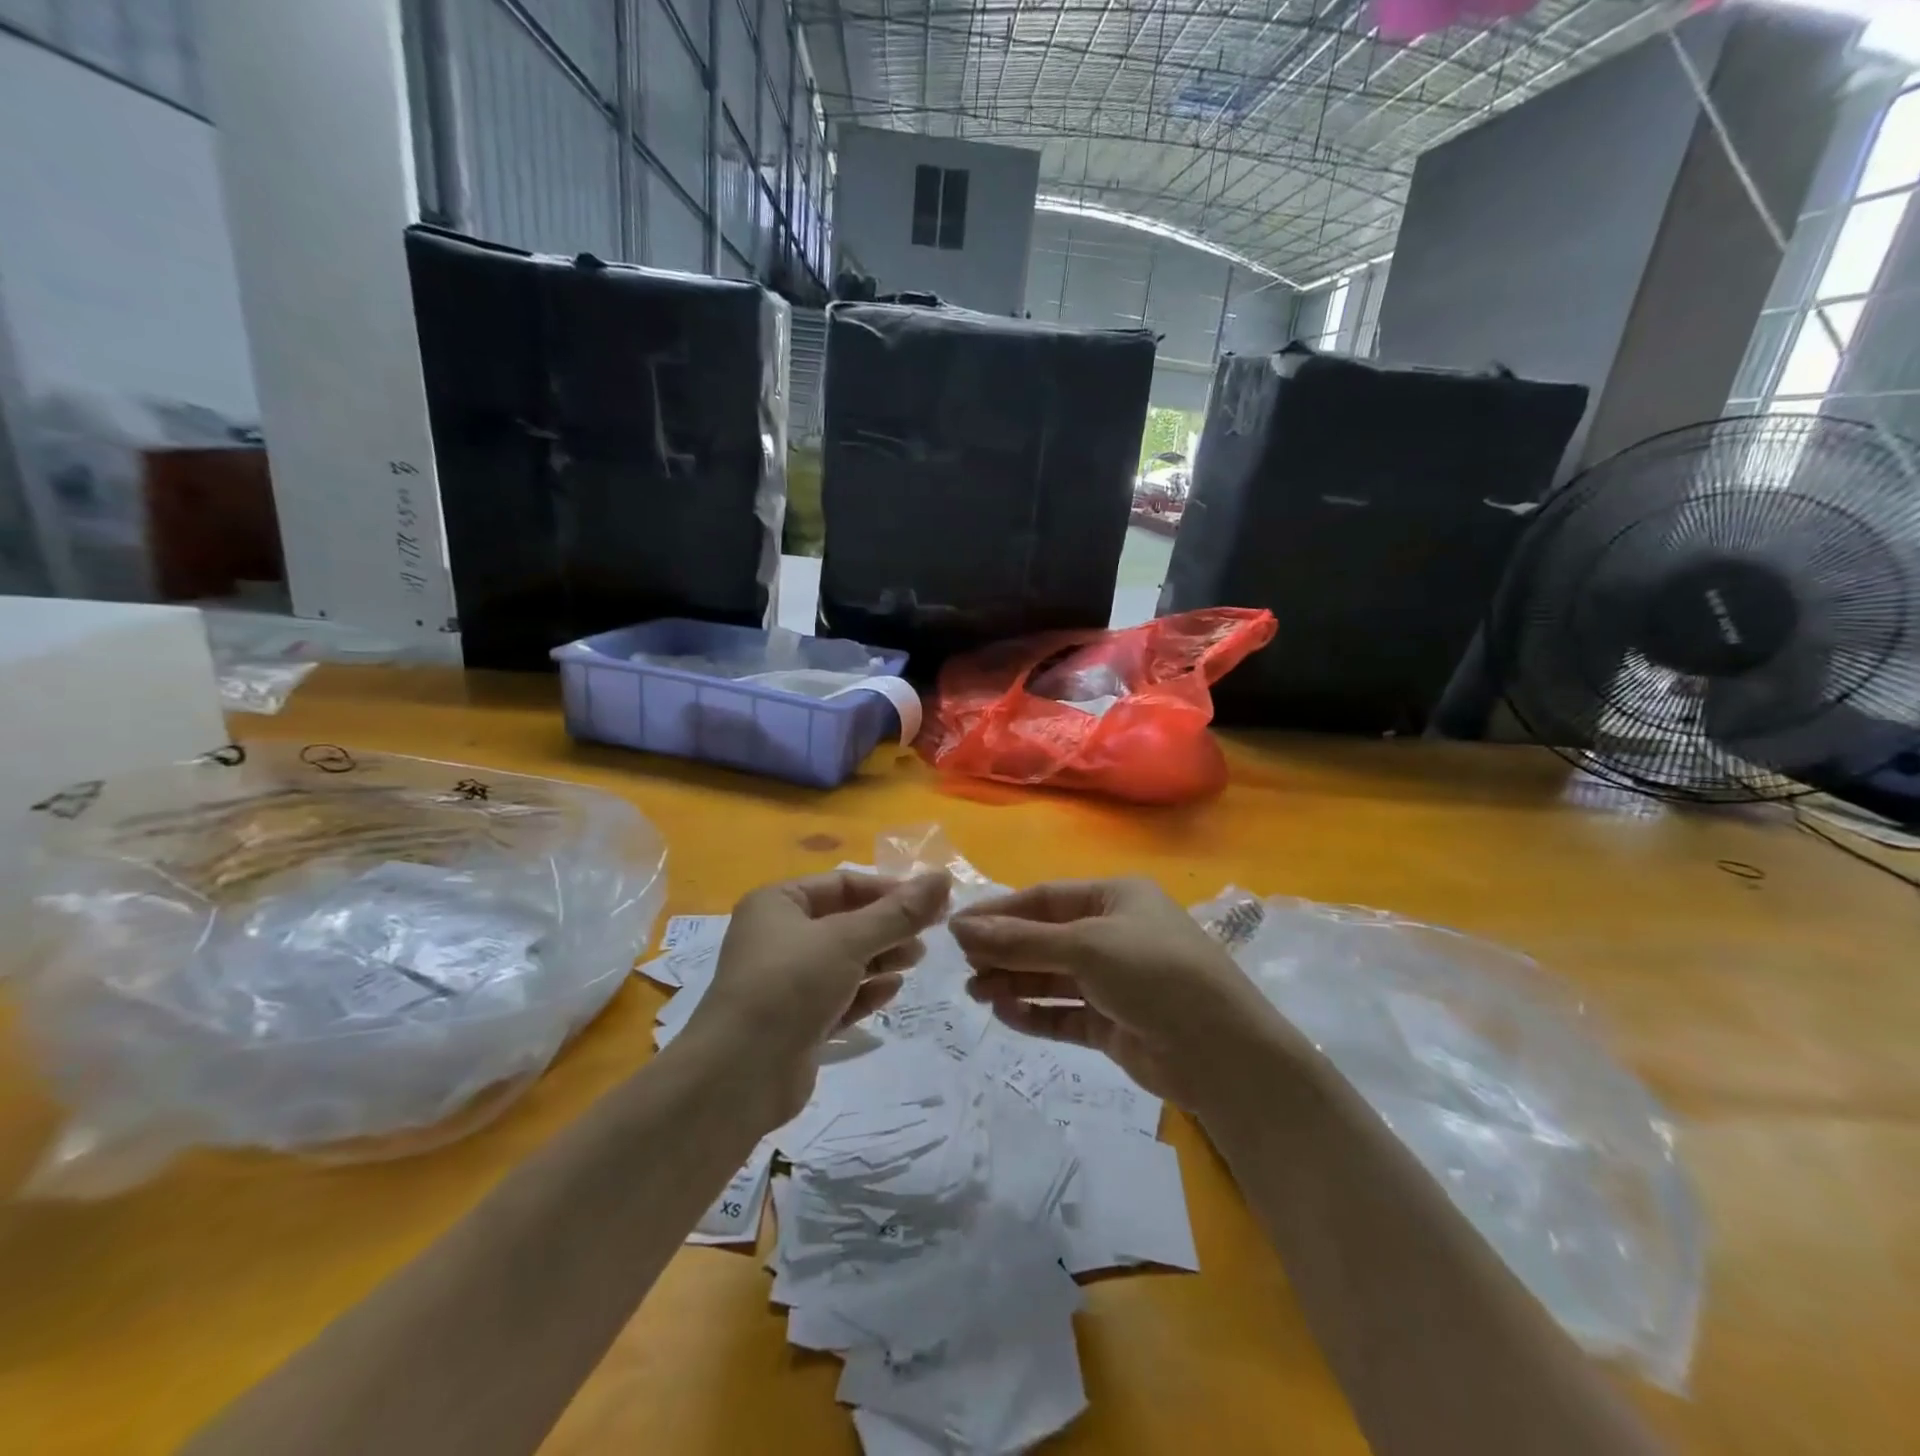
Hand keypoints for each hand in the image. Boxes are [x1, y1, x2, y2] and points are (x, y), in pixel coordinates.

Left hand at [688, 870, 951, 1121]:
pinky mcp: (797, 1022)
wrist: (738, 1076)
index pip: (843, 884)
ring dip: (882, 957)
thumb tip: (943, 877)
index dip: (888, 890)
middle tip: (930, 934)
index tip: (930, 903)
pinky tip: (893, 990)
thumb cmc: (790, 985)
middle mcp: (779, 937)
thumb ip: (898, 912)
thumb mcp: (848, 940)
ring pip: (845, 960)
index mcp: (778, 903)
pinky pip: (839, 996)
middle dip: (888, 926)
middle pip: (846, 921)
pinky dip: (865, 991)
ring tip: (916, 959)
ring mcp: (787, 982)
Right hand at [950, 878, 1288, 1112]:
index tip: (956, 929)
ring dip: (1014, 982)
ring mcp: (1114, 981)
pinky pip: (1064, 1013)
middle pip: (1045, 938)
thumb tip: (961, 926)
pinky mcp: (1113, 1023)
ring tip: (976, 993)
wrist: (1221, 1053)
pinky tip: (1005, 1015)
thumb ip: (1021, 940)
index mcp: (1115, 898)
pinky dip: (1035, 1014)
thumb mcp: (1085, 946)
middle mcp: (1113, 934)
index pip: (1045, 899)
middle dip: (1004, 951)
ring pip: (1052, 977)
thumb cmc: (1154, 974)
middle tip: (963, 967)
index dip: (1000, 912)